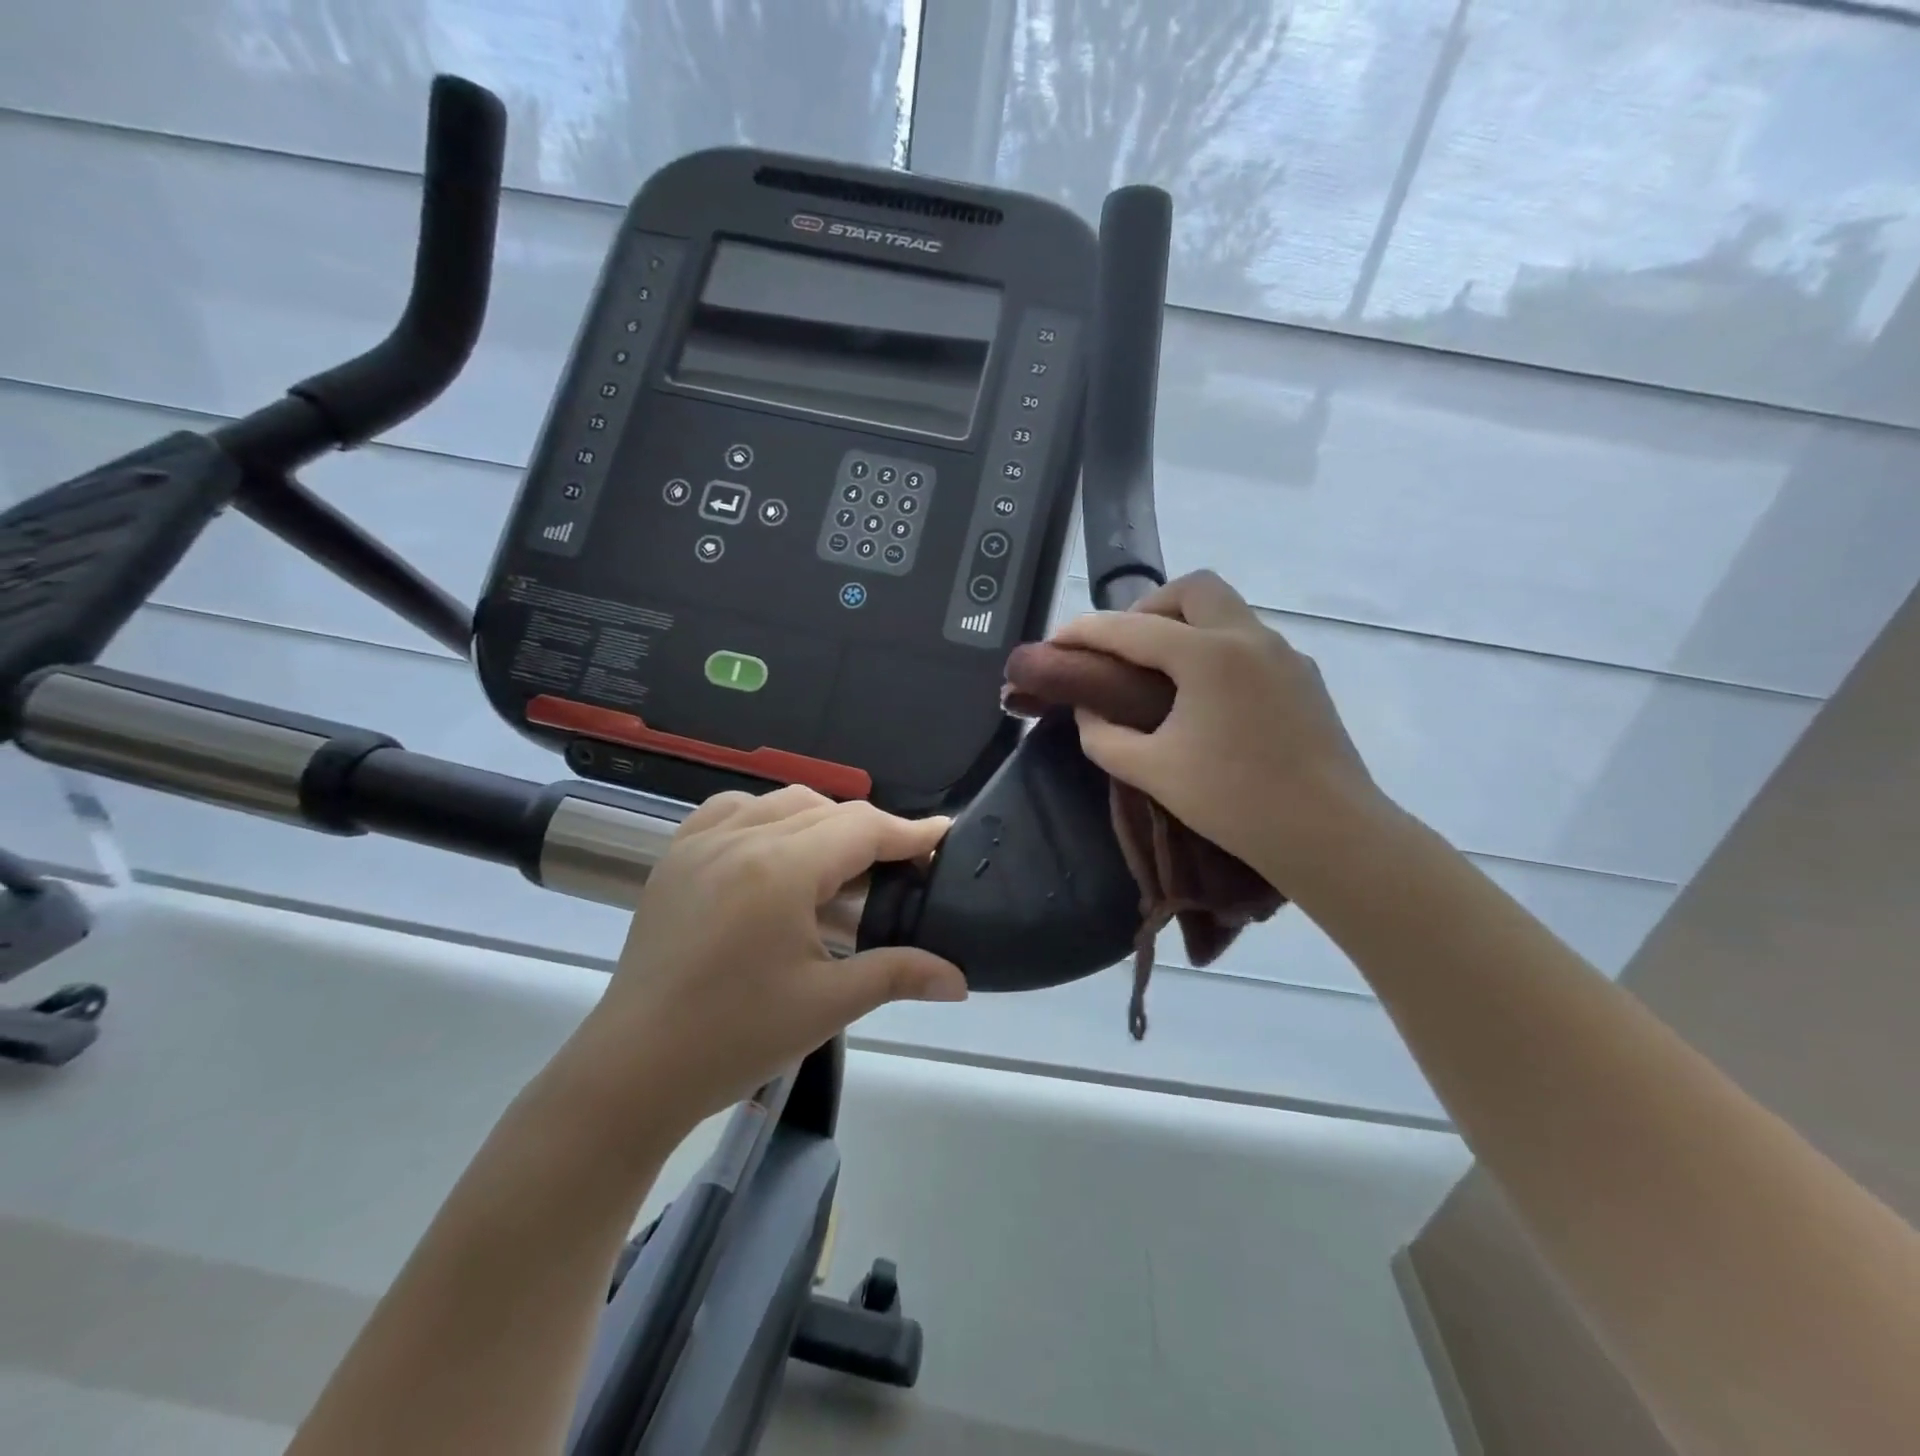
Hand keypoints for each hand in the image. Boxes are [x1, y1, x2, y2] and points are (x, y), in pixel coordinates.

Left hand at [571, 787, 967, 1129]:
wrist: (633, 1071)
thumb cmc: (735, 1039)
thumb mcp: (827, 1005)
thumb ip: (898, 974)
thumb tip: (959, 978)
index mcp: (780, 870)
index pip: (862, 828)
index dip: (909, 831)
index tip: (943, 835)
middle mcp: (741, 838)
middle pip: (828, 810)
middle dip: (872, 832)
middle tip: (899, 869)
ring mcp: (701, 842)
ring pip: (782, 803)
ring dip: (822, 821)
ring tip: (840, 865)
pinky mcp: (675, 857)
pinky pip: (731, 810)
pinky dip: (767, 817)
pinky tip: (775, 851)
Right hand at [1051, 571, 1389, 890]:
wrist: (1330, 834)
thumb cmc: (1235, 801)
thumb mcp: (1152, 771)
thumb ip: (1105, 737)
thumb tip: (1089, 713)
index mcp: (1208, 655)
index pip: (1132, 629)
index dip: (1086, 631)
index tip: (1056, 641)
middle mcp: (1249, 638)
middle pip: (1193, 589)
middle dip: (1149, 607)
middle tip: (1125, 648)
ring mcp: (1285, 655)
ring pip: (1228, 612)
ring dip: (1187, 626)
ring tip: (1161, 674)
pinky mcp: (1305, 678)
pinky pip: (1250, 643)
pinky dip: (1217, 651)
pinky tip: (1207, 698)